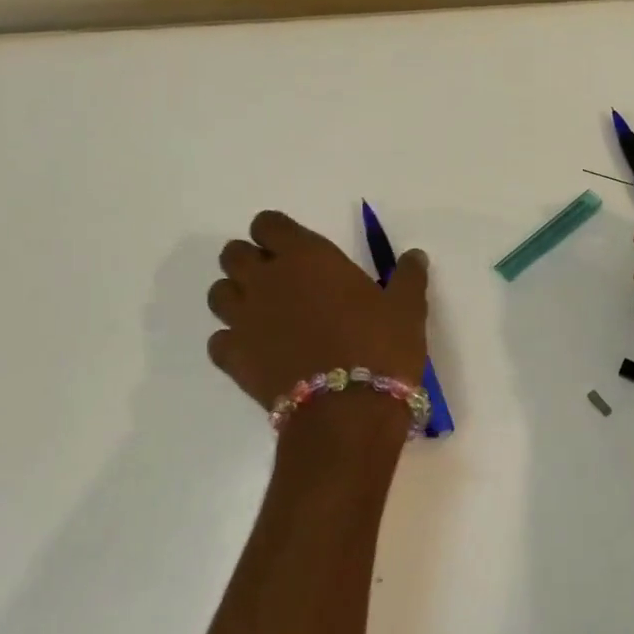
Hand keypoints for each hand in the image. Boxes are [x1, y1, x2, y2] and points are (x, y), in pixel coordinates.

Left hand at [207, 211, 429, 412]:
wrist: (348, 410)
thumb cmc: (380, 346)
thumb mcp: (407, 308)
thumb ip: (408, 277)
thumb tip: (414, 256)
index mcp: (306, 256)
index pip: (268, 224)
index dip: (277, 233)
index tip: (294, 249)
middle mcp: (266, 279)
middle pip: (233, 254)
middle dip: (250, 261)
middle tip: (279, 281)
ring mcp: (243, 319)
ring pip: (218, 293)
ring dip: (237, 297)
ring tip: (264, 314)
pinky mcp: (233, 358)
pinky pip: (218, 340)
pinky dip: (232, 342)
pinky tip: (256, 352)